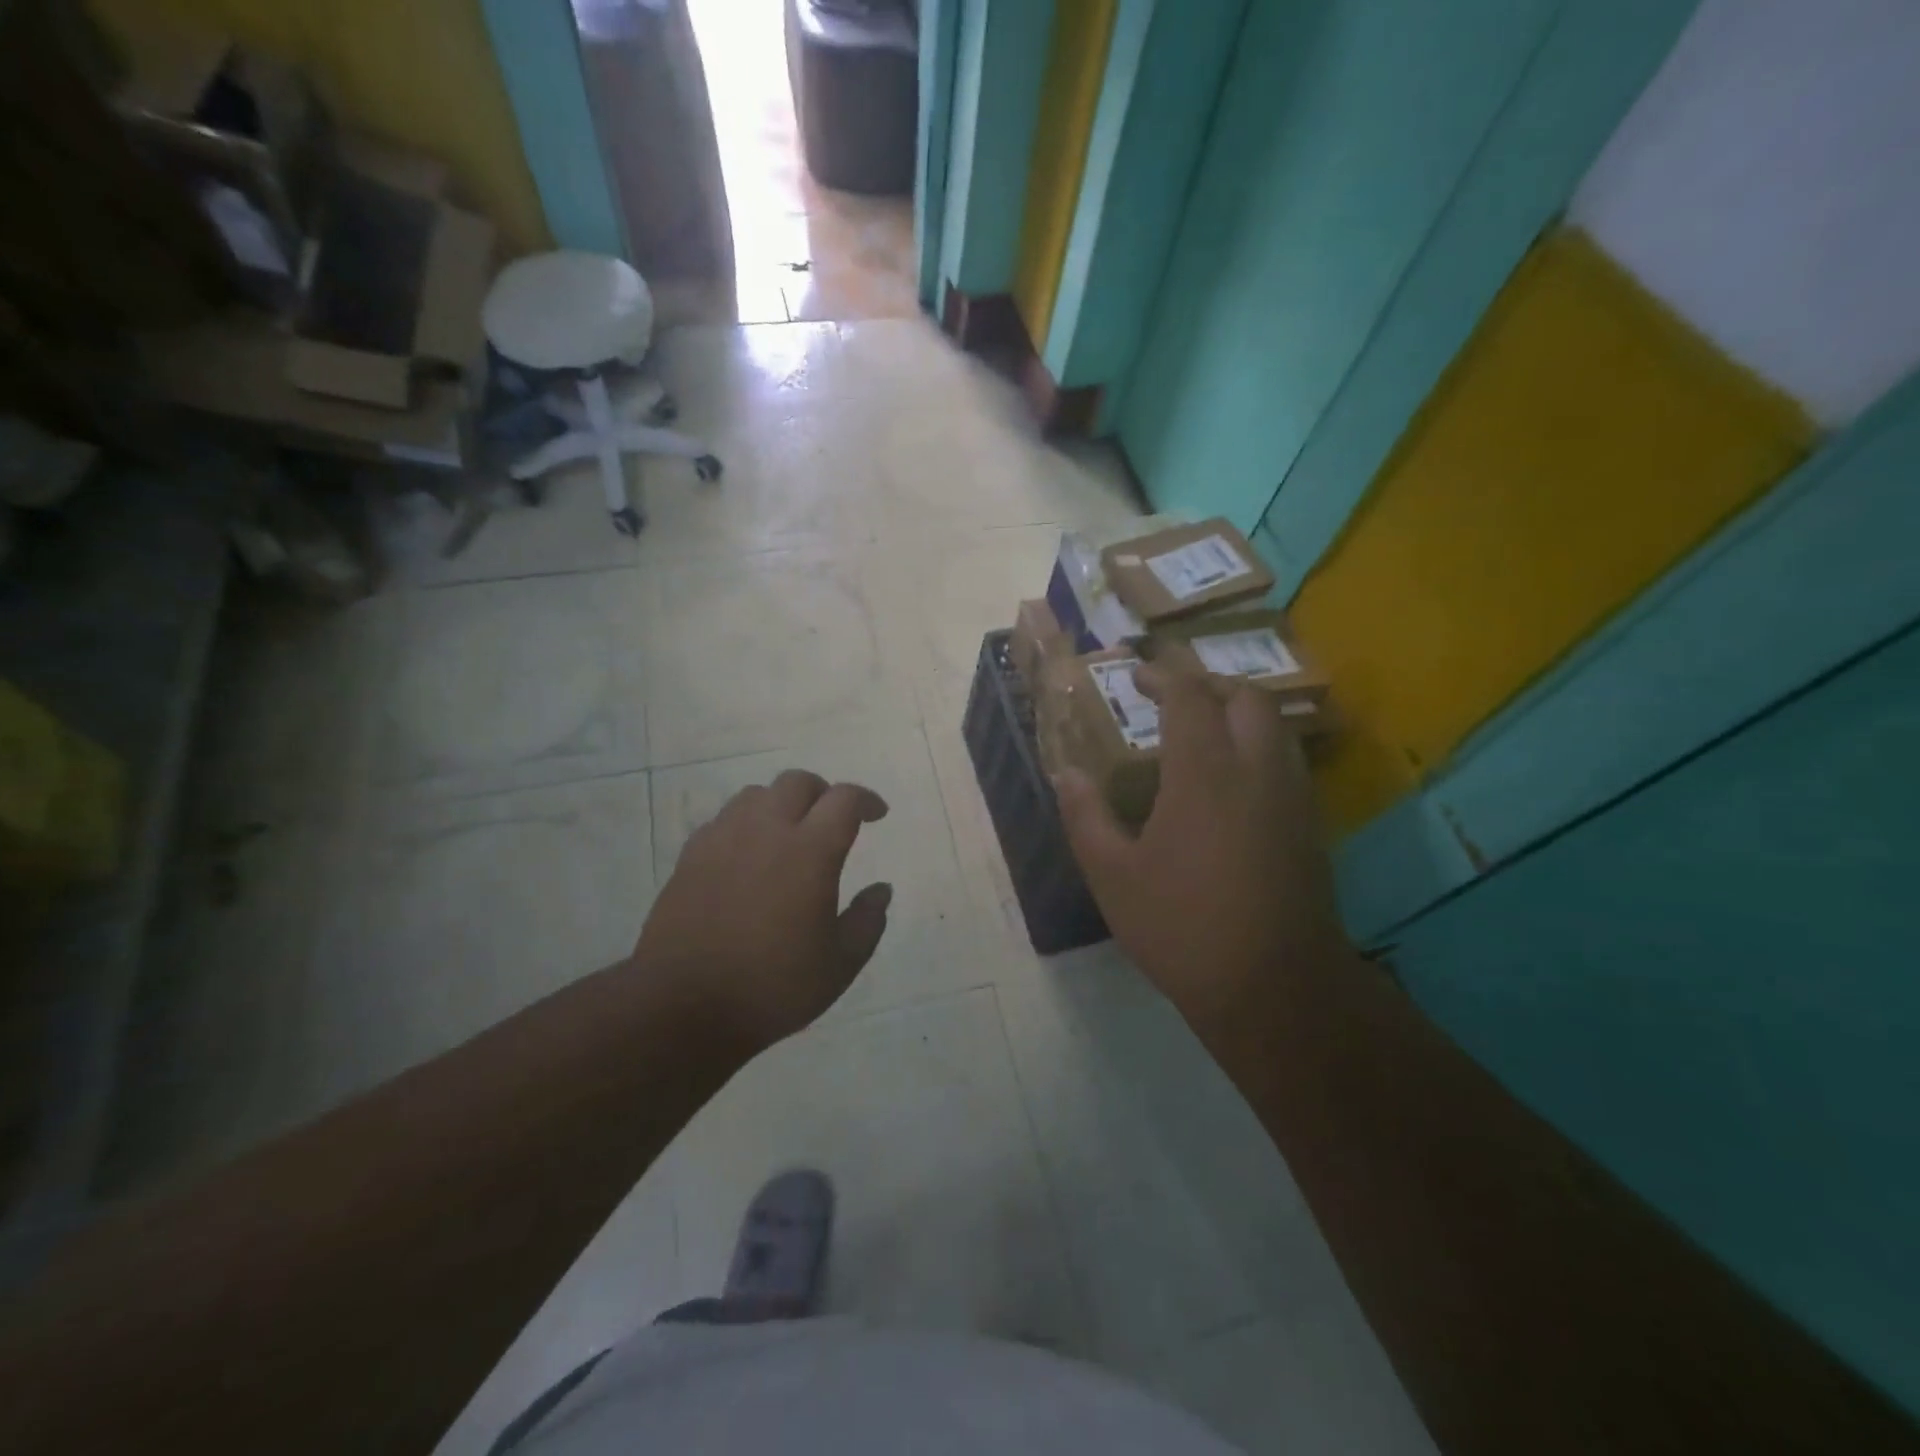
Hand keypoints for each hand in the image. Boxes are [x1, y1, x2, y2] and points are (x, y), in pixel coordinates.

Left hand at [634, 770, 891, 1049]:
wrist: (683, 1006)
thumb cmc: (772, 987)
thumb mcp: (840, 964)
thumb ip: (867, 920)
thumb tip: (881, 890)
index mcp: (810, 851)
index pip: (844, 799)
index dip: (866, 800)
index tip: (876, 814)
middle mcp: (766, 830)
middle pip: (798, 782)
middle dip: (823, 793)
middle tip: (832, 822)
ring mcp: (723, 839)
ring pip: (757, 794)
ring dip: (781, 805)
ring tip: (789, 835)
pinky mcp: (690, 856)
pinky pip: (724, 820)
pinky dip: (746, 825)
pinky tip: (748, 857)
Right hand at [1053, 659, 1354, 1031]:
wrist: (1275, 987)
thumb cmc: (1183, 927)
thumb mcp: (1113, 876)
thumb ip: (1085, 816)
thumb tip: (1065, 773)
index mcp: (1204, 773)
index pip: (1189, 697)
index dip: (1162, 676)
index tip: (1136, 676)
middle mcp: (1256, 770)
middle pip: (1246, 697)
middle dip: (1209, 684)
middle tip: (1172, 698)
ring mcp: (1292, 797)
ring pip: (1274, 726)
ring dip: (1238, 713)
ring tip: (1201, 732)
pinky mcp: (1310, 825)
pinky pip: (1285, 760)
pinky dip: (1257, 746)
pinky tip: (1230, 781)